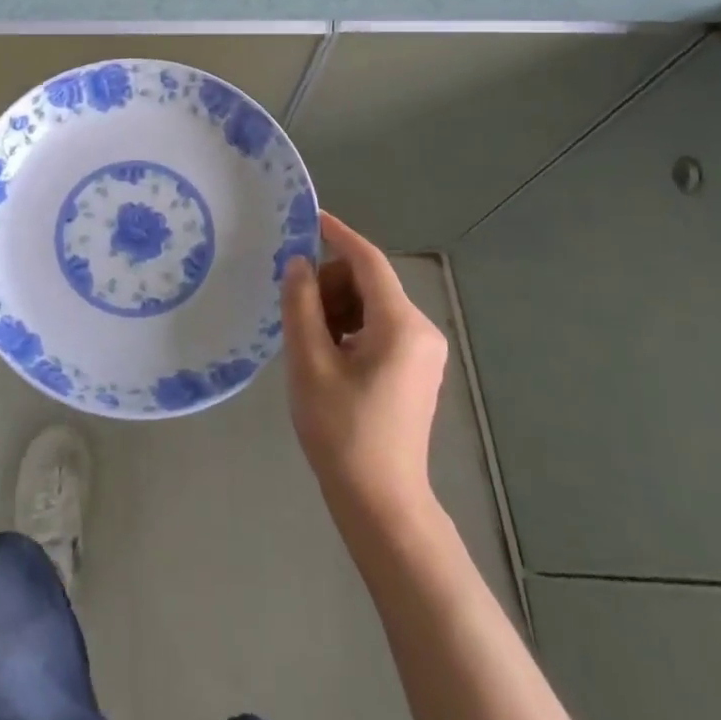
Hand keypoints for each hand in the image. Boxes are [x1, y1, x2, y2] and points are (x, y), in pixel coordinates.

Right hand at [282, 211, 447, 522]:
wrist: (381, 502)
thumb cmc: (342, 432)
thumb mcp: (310, 363)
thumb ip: (301, 305)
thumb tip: (299, 263)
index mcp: (400, 324)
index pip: (369, 261)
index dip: (338, 235)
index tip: (309, 217)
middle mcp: (420, 328)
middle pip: (369, 282)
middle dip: (330, 285)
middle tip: (297, 315)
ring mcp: (423, 350)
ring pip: (372, 304)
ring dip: (337, 308)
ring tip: (310, 344)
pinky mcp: (417, 367)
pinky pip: (379, 326)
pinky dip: (351, 327)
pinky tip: (328, 356)